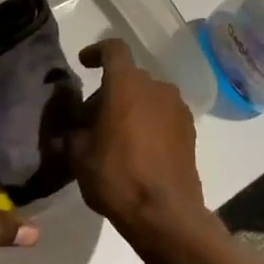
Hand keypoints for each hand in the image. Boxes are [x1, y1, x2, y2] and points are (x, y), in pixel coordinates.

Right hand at [65, 38, 206, 247]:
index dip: (96, 51)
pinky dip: (148, 122)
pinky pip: (163, 115)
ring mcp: (177, 108)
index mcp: (126, 84)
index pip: (113, 49)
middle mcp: (156, 87)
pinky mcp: (190, 131)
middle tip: (90, 120)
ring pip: (147, 96)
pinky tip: (137, 149)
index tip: (84, 63)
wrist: (165, 214)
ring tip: (114, 136)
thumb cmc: (117, 177)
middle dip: (108, 92)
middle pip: (128, 77)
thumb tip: (74, 127)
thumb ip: (72, 131)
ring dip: (130, 107)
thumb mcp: (79, 155)